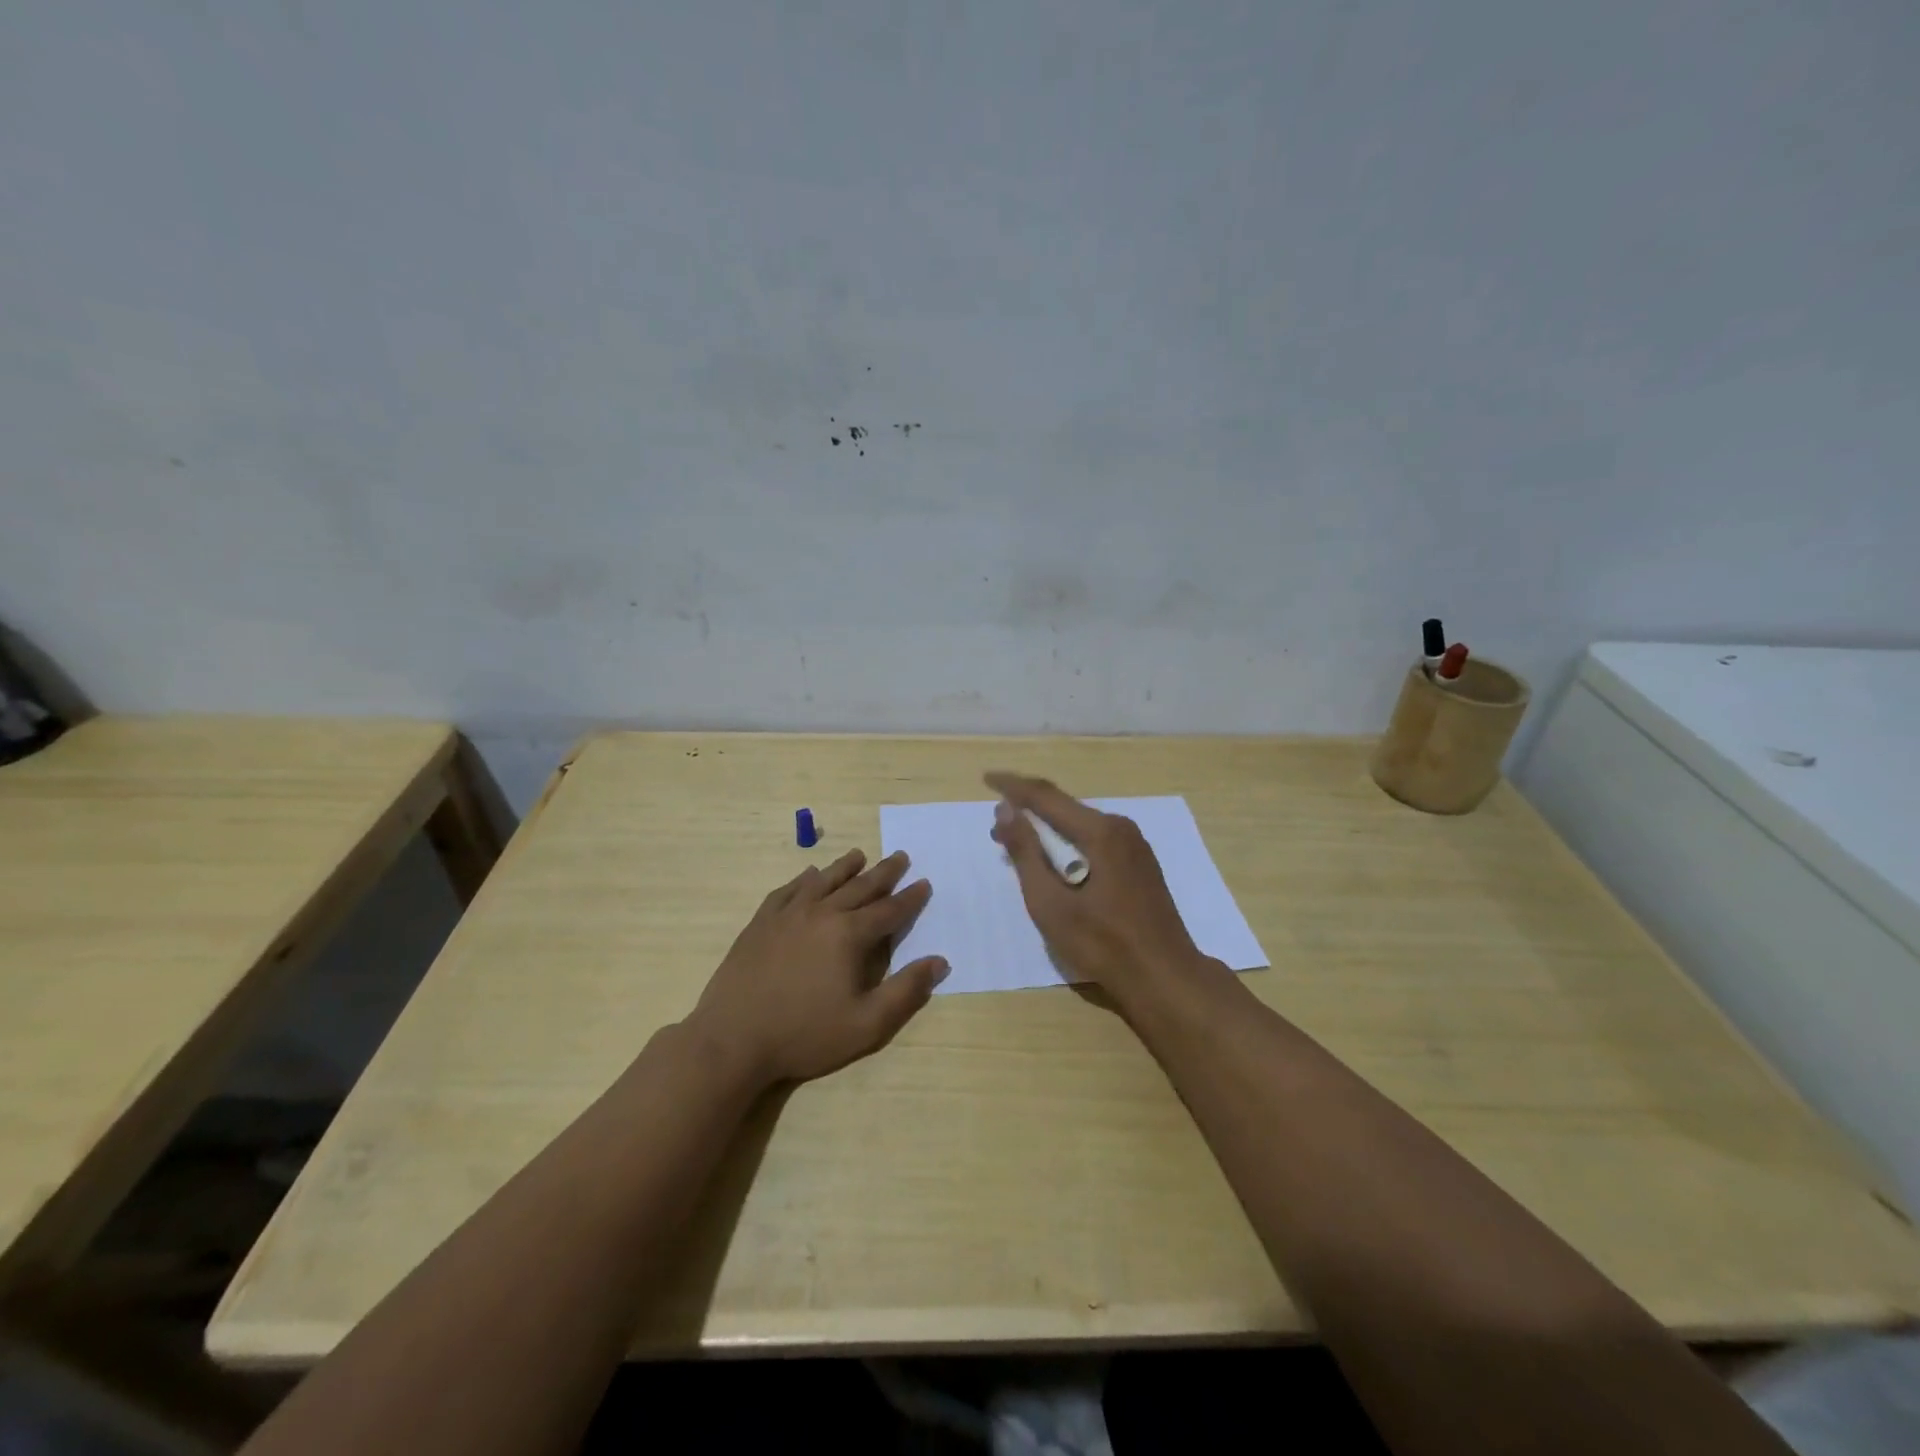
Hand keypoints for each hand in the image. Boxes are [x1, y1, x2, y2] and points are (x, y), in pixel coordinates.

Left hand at [686, 849, 947, 1088]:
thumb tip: (939, 961)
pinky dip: (802, 880)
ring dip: (844, 867)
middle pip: (859, 886)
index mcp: (849, 934)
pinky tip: (807, 876)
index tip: (924, 883)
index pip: (888, 910)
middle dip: (883, 872)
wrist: (733, 1040)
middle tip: (900, 856)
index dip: (910, 898)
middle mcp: (821, 913)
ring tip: (858, 855)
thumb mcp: (866, 1024)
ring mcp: (787, 915)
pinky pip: (787, 891)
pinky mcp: (760, 923)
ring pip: (822, 881)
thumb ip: (906, 991)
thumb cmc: (804, 1035)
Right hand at [987, 772, 1207, 1004]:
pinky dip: (1068, 843)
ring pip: (1081, 824)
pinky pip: (1096, 840)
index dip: (1013, 786)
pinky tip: (1055, 863)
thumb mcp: (1051, 903)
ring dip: (1047, 830)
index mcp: (1100, 832)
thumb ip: (1026, 853)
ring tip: (1018, 845)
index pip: (1046, 796)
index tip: (985, 779)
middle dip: (1028, 811)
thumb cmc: (1102, 944)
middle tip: (996, 828)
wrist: (1165, 977)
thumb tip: (1005, 810)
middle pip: (1065, 807)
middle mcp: (1121, 828)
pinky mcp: (1140, 863)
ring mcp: (1135, 845)